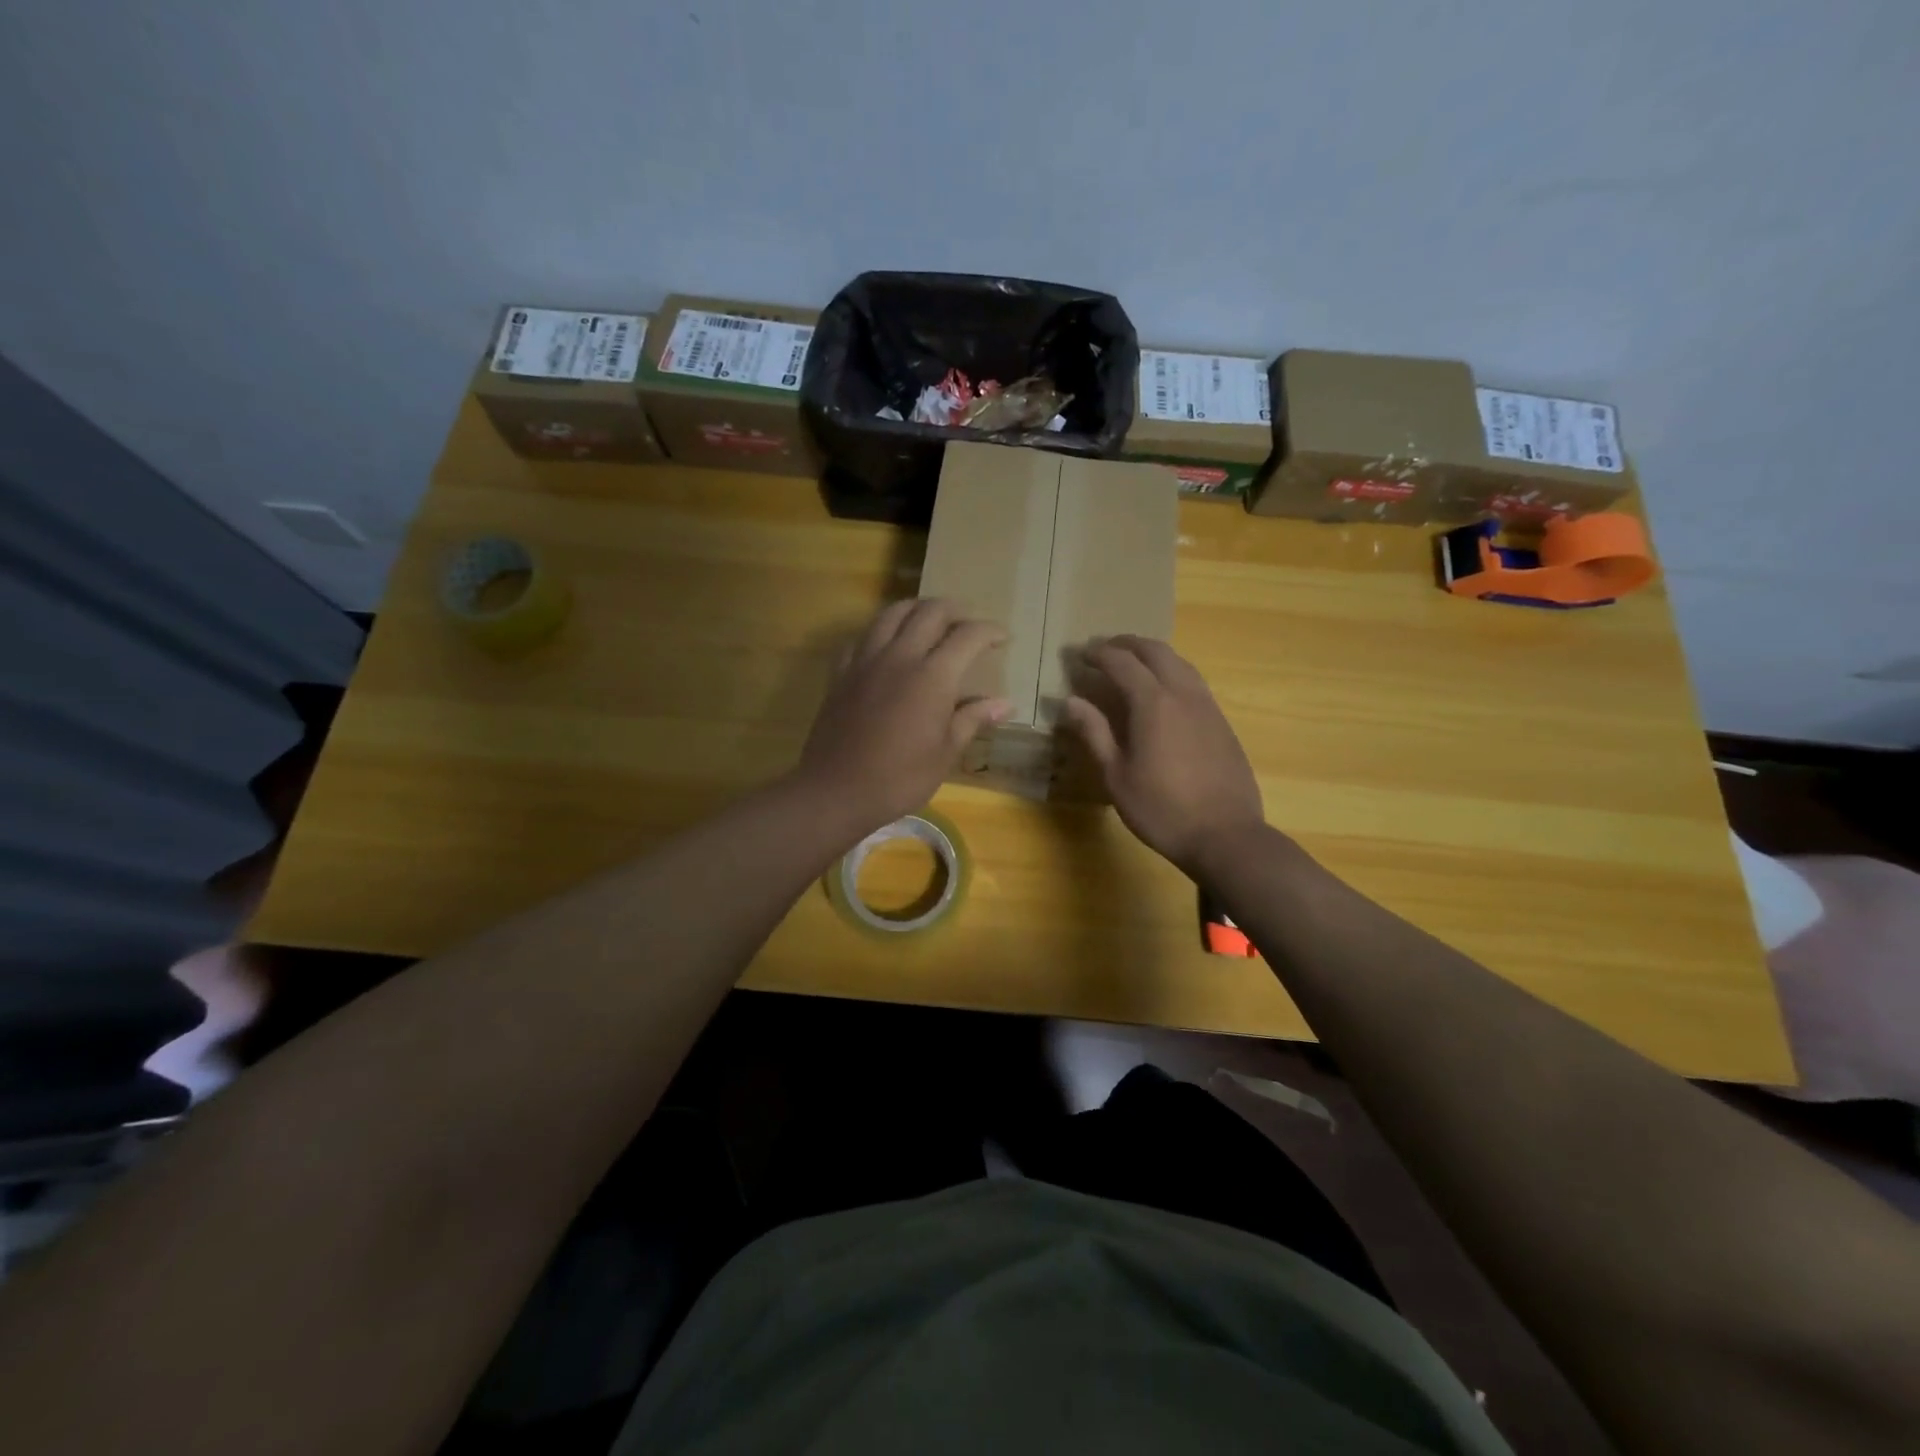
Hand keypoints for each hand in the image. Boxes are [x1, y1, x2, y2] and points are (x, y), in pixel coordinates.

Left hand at [793, 599, 1011, 833]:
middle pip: (930, 611)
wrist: (836, 790)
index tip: (1002, 637)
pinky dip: (881, 632)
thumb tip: (1005, 704)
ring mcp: (866, 660)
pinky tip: (886, 646)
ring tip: (929, 621)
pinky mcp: (841, 672)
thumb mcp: (945, 753)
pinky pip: (863, 636)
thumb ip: (973, 719)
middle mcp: (899, 656)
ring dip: (917, 609)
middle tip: (968, 625)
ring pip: (893, 613)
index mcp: (932, 676)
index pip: (967, 636)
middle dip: (955, 611)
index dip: (989, 631)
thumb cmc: (900, 778)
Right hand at [1061, 636, 1265, 876]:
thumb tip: (1070, 701)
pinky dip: (1172, 673)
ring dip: (1153, 654)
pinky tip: (1163, 693)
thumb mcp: (1116, 776)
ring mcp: (1208, 706)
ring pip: (1180, 663)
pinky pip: (1194, 682)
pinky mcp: (1222, 722)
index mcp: (1153, 703)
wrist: (1226, 835)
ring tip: (1132, 663)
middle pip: (1156, 651)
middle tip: (1104, 649)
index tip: (1079, 654)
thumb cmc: (1162, 809)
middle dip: (1127, 644)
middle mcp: (1183, 694)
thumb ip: (1094, 733)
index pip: (1122, 663)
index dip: (1098, 654)